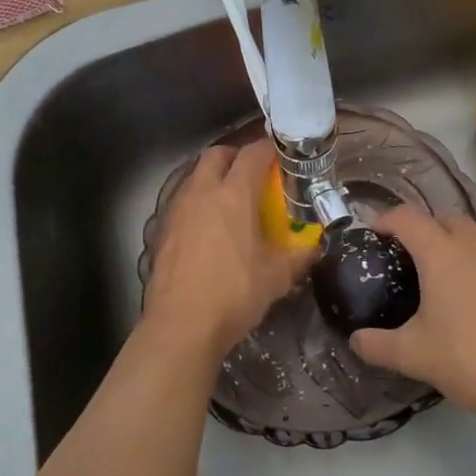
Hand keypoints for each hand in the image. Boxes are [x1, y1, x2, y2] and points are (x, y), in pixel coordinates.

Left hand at [142, 140, 313, 360]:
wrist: (181, 325)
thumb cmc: (234, 293)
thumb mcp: (277, 276)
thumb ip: (299, 255)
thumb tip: (314, 246)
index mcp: (234, 194)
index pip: (253, 154)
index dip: (269, 149)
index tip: (282, 156)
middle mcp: (202, 192)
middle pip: (217, 154)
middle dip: (236, 157)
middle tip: (253, 175)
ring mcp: (177, 209)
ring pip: (194, 176)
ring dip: (213, 178)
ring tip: (230, 201)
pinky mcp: (161, 230)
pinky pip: (182, 202)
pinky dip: (197, 203)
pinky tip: (207, 228)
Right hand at [350, 206, 475, 415]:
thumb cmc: (469, 359)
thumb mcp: (412, 355)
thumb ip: (377, 345)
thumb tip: (355, 341)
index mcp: (443, 254)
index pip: (408, 218)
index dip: (386, 220)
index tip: (373, 235)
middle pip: (446, 218)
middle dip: (424, 227)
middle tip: (407, 255)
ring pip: (475, 237)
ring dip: (454, 244)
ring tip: (440, 277)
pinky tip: (473, 302)